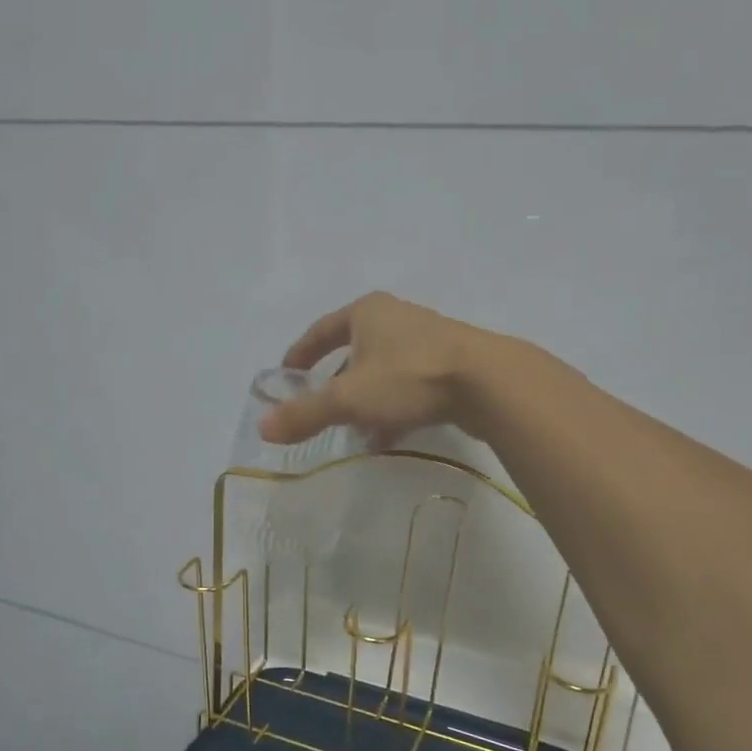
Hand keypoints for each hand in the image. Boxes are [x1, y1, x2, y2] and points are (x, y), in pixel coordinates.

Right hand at [257, 293, 492, 448]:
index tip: (286, 375)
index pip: (322, 330)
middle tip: (321, 410)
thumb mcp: (349, 398)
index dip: (300, 354)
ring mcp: (427, 341)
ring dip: (365, 402)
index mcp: (367, 312)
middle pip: (354, 352)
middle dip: (336, 384)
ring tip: (354, 432)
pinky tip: (388, 438)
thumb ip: (305, 413)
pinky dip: (393, 410)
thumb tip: (262, 428)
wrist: (488, 382)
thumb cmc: (409, 377)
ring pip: (383, 373)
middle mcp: (396, 319)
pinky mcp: (450, 365)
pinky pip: (409, 387)